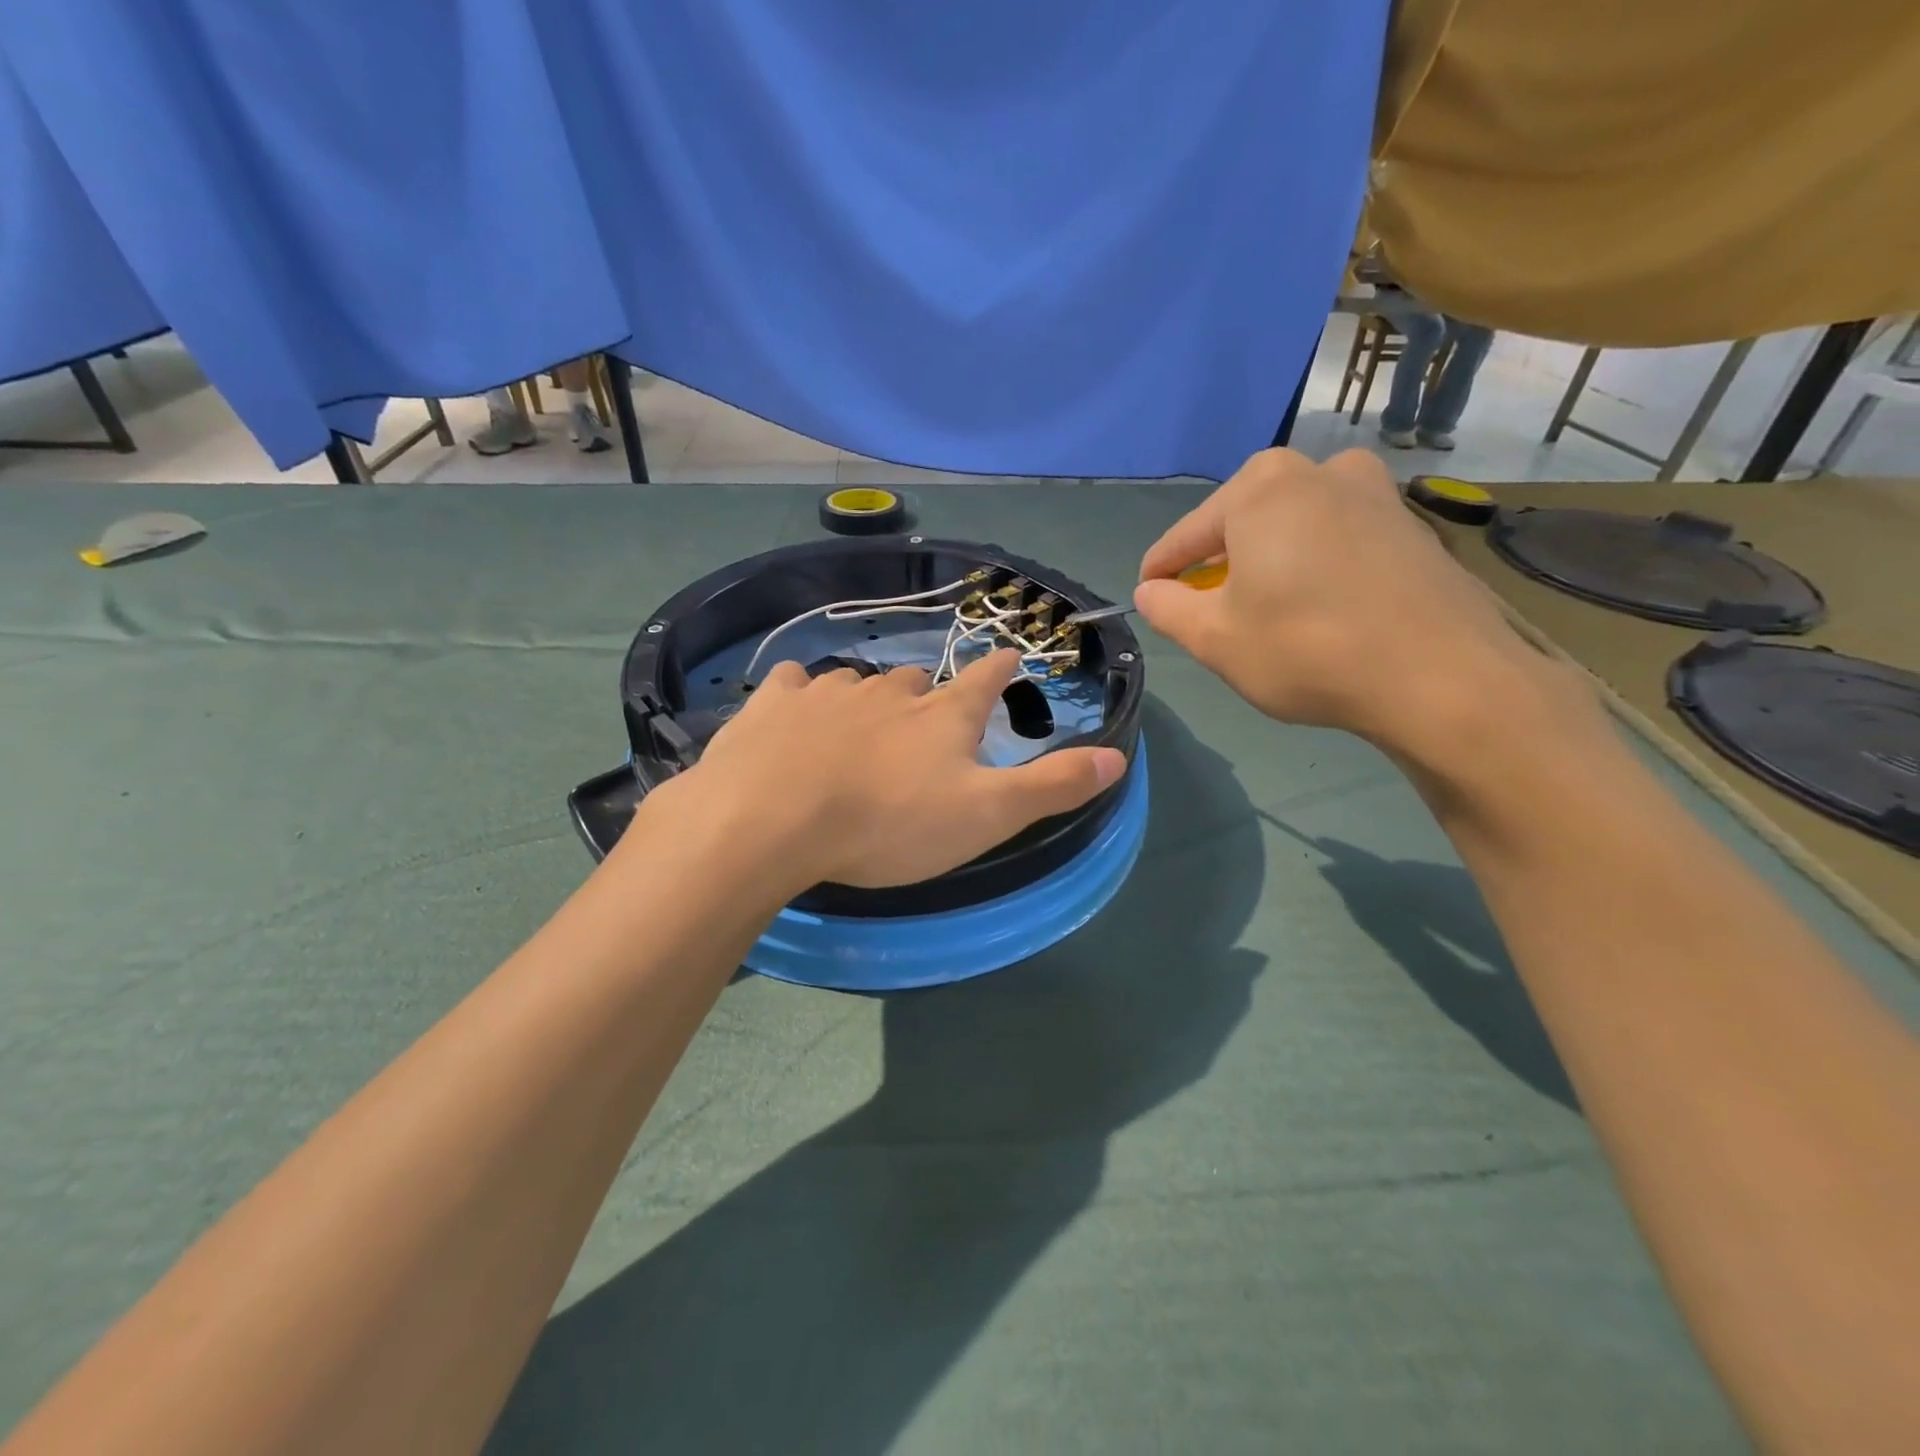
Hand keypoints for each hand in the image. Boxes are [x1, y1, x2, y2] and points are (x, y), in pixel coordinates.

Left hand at [667, 650, 1126, 890]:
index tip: (1009, 658)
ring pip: (860, 681)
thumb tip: (1117, 758)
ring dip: (869, 697)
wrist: (772, 819)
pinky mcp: (775, 702)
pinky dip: (804, 693)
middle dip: (929, 695)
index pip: (985, 680)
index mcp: (943, 715)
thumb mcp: (985, 815)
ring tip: (863, 725)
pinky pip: (795, 682)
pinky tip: (797, 709)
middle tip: (926, 722)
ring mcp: (830, 690)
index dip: (1001, 670)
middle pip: (920, 681)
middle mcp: (890, 690)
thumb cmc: (889, 823)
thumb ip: (1050, 787)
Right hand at [1133, 448, 1564, 751]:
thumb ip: (1167, 609)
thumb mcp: (1214, 639)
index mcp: (1260, 487)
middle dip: (1218, 565)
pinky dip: (1312, 565)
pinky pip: (1335, 537)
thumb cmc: (1306, 648)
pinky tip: (1317, 606)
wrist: (1442, 675)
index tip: (1148, 596)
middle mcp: (1317, 470)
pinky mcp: (1408, 523)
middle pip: (1241, 523)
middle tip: (1209, 610)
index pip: (1186, 536)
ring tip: (1263, 608)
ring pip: (1291, 527)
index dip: (1160, 572)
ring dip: (1267, 562)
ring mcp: (1372, 490)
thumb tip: (1151, 591)